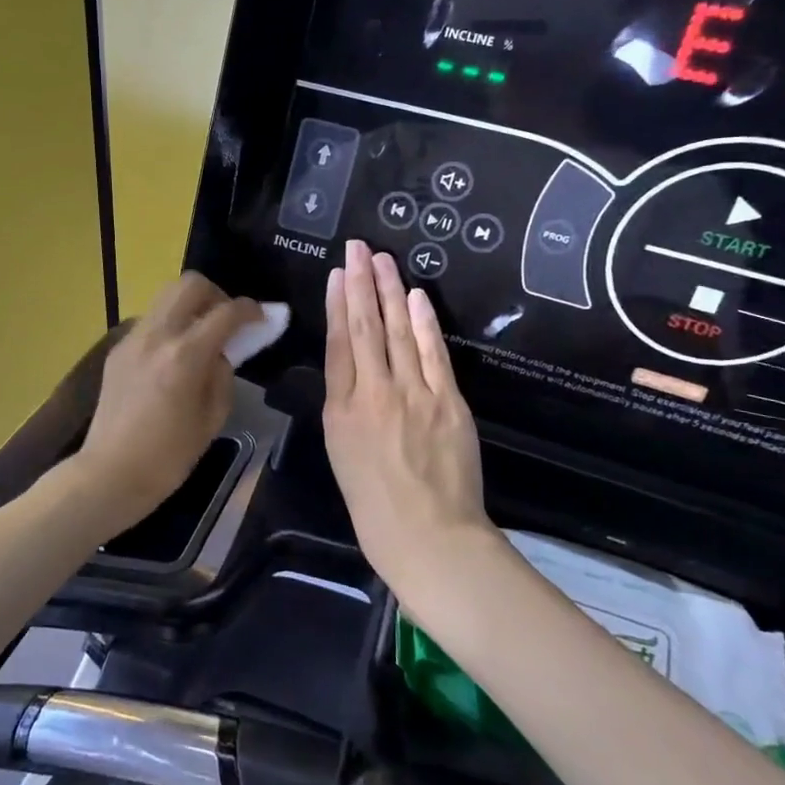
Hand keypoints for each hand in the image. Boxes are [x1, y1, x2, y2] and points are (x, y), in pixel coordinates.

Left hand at [77, 272, 260, 529]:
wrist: (111, 472)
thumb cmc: (169, 457)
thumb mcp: (212, 419)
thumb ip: (222, 376)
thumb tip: (220, 353)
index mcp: (185, 355)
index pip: (226, 312)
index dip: (251, 310)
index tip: (262, 317)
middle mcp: (157, 335)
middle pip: (190, 284)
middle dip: (217, 294)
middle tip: (227, 320)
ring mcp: (133, 339)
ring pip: (166, 296)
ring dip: (190, 306)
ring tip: (201, 334)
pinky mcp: (118, 349)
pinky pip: (151, 320)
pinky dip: (170, 324)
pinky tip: (174, 354)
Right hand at [324, 240, 489, 599]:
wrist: (429, 537)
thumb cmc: (374, 506)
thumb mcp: (341, 454)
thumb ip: (344, 408)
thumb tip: (351, 371)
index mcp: (340, 411)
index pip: (338, 344)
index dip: (336, 305)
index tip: (336, 274)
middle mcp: (373, 394)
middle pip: (365, 328)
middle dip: (360, 283)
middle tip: (357, 247)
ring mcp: (414, 395)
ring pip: (399, 332)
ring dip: (390, 291)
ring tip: (382, 259)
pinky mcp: (448, 402)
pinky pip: (434, 353)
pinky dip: (425, 322)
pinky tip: (416, 296)